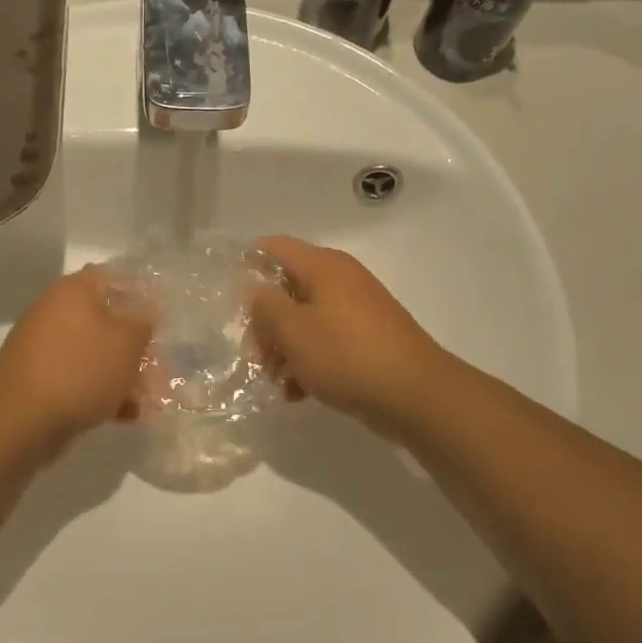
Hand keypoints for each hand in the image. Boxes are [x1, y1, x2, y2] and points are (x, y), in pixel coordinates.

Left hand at [0, 265, 153, 446]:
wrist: (20, 421)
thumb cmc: (80, 371)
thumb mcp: (128, 342)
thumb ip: (143, 322)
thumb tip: (145, 314)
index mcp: (73, 291)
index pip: (114, 277)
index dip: (143, 294)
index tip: (164, 317)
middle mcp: (54, 311)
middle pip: (107, 320)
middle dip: (137, 346)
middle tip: (162, 367)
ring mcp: (44, 347)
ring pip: (95, 354)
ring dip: (123, 373)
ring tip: (149, 399)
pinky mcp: (39, 380)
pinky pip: (79, 378)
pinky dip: (102, 392)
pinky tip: (126, 414)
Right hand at [248, 236, 447, 434]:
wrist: (413, 395)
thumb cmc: (345, 355)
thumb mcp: (293, 329)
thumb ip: (265, 305)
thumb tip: (257, 292)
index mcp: (324, 267)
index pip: (275, 247)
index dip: (247, 263)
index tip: (228, 296)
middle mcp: (341, 282)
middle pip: (287, 290)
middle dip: (265, 324)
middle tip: (254, 356)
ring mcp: (356, 312)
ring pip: (304, 322)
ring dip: (283, 350)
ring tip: (276, 382)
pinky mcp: (365, 342)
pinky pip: (325, 345)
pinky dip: (307, 364)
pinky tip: (297, 392)